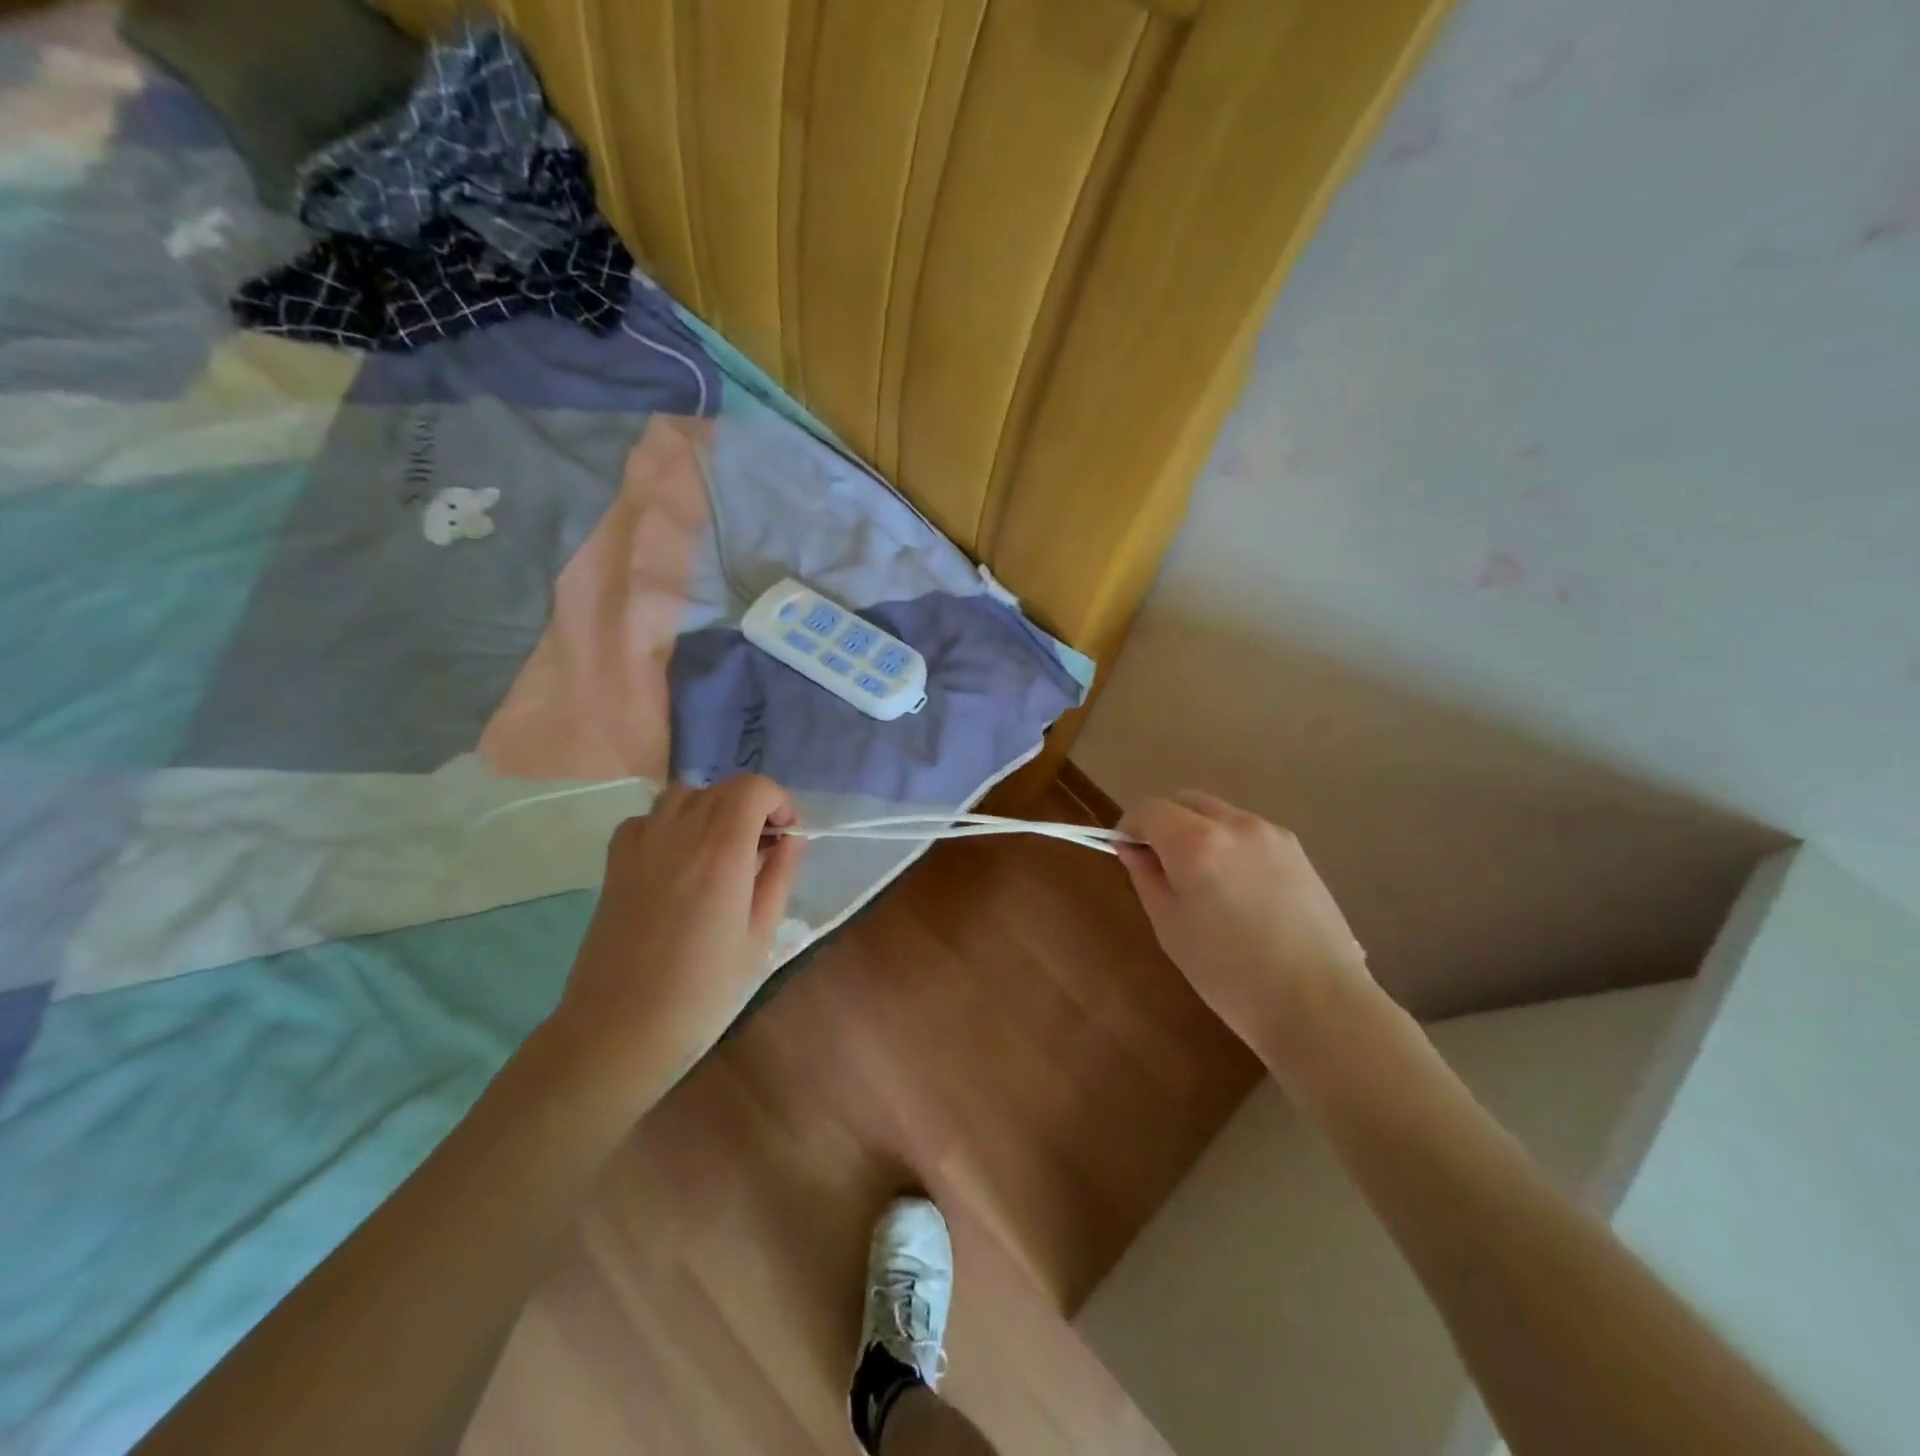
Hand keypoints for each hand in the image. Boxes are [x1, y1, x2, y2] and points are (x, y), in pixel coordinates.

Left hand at [550, 777, 804, 1097]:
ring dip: (712, 809)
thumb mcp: (761, 937)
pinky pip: (648, 817)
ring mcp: (641, 844)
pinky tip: (679, 860)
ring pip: (684, 794)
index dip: (778, 801)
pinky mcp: (615, 862)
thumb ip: (780, 877)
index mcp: (722, 852)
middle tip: (762, 849)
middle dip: (751, 806)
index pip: (753, 789)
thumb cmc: (704, 992)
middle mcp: (680, 834)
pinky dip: (672, 823)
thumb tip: (790, 838)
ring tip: (721, 849)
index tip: (785, 836)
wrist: (620, 1030)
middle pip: (722, 787)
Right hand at [1116, 791, 1379, 1086]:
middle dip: (1164, 823)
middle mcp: (1234, 823)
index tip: (1126, 853)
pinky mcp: (1297, 850)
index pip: (1149, 809)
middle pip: (1185, 801)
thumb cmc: (1229, 973)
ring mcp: (1271, 833)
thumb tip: (1131, 847)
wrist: (1318, 1004)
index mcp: (1196, 842)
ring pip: (1218, 814)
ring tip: (1204, 881)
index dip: (1130, 826)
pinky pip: (1247, 832)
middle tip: (1161, 866)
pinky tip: (1239, 890)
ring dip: (1198, 832)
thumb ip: (1146, 876)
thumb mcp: (1170, 926)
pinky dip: (1230, 844)